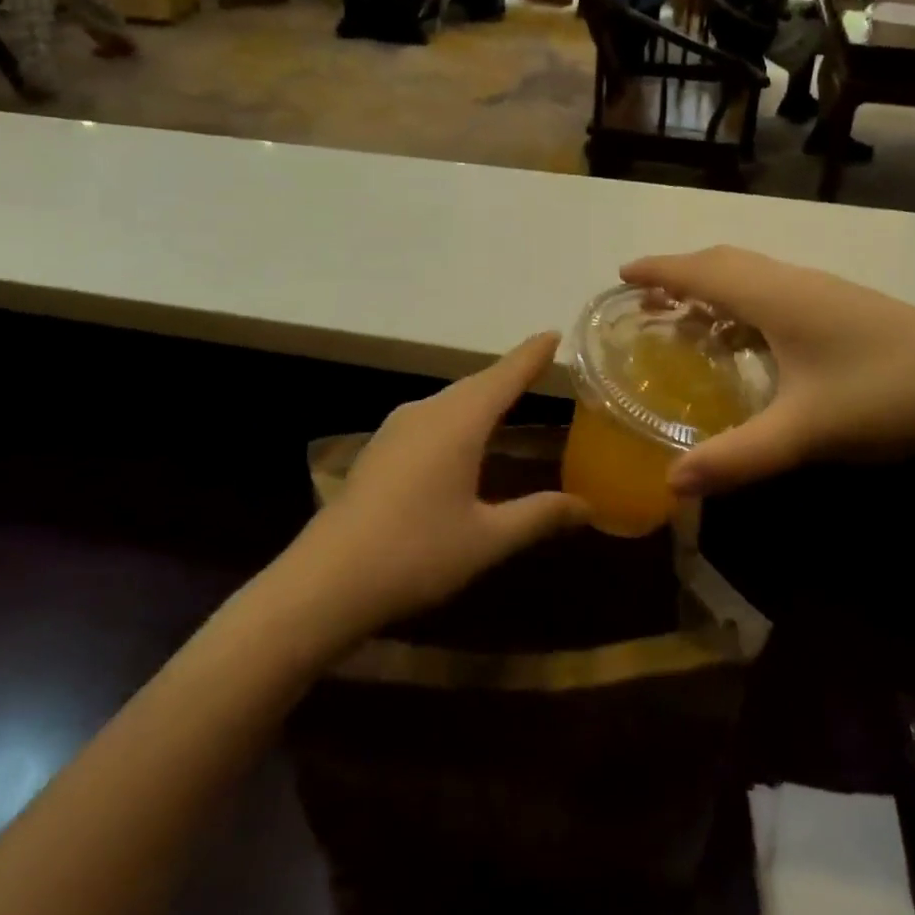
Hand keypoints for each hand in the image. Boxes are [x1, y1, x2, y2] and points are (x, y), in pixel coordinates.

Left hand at [278, 335, 589, 645]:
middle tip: (539, 367)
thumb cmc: (417, 552)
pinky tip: (459, 439)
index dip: (531, 355)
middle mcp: (426, 412)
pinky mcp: (379, 449)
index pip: (504, 376)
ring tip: (506, 400)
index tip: (554, 334)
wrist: (327, 581)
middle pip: (476, 384)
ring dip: (480, 396)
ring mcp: (396, 429)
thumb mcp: (487, 539)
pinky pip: (430, 417)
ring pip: (449, 400)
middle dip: (508, 374)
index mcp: (458, 422)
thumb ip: (538, 515)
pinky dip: (456, 416)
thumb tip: (587, 506)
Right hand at [620, 248, 914, 497]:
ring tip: (686, 319)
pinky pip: (776, 294)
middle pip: (725, 264)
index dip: (659, 270)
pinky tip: (749, 341)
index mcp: (776, 297)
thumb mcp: (808, 432)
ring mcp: (825, 295)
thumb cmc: (889, 396)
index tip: (621, 274)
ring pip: (754, 278)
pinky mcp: (846, 311)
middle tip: (646, 301)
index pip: (702, 271)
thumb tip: (670, 483)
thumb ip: (737, 457)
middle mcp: (796, 284)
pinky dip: (744, 304)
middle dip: (680, 276)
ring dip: (714, 289)